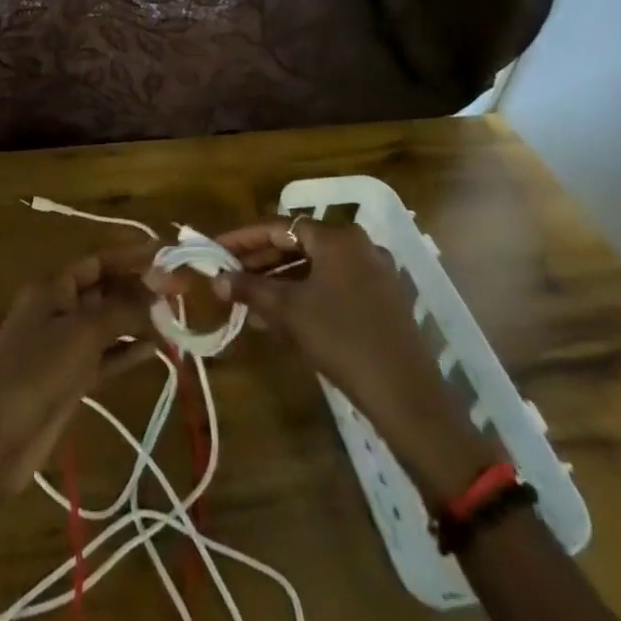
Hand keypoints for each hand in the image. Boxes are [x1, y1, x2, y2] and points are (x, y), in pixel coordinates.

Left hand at [0, 244, 156, 546]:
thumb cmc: (36, 372)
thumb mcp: (82, 333)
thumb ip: (123, 309)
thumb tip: (160, 290)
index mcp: (52, 288)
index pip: (98, 261)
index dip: (132, 256)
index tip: (168, 255)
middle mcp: (58, 310)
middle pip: (104, 290)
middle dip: (140, 289)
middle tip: (182, 292)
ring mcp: (63, 347)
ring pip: (108, 324)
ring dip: (138, 321)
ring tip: (176, 320)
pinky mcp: (70, 380)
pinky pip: (105, 356)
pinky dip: (128, 351)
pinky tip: (158, 350)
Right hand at [207, 218, 454, 436]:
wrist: (405, 394)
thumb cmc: (341, 339)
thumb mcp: (289, 311)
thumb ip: (250, 289)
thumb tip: (215, 278)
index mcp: (338, 237)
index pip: (280, 226)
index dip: (244, 238)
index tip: (216, 249)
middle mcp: (358, 245)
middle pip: (299, 244)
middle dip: (261, 262)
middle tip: (228, 276)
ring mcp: (374, 272)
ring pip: (315, 268)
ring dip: (280, 282)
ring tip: (248, 302)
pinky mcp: (381, 300)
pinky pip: (332, 286)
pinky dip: (305, 295)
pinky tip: (281, 319)